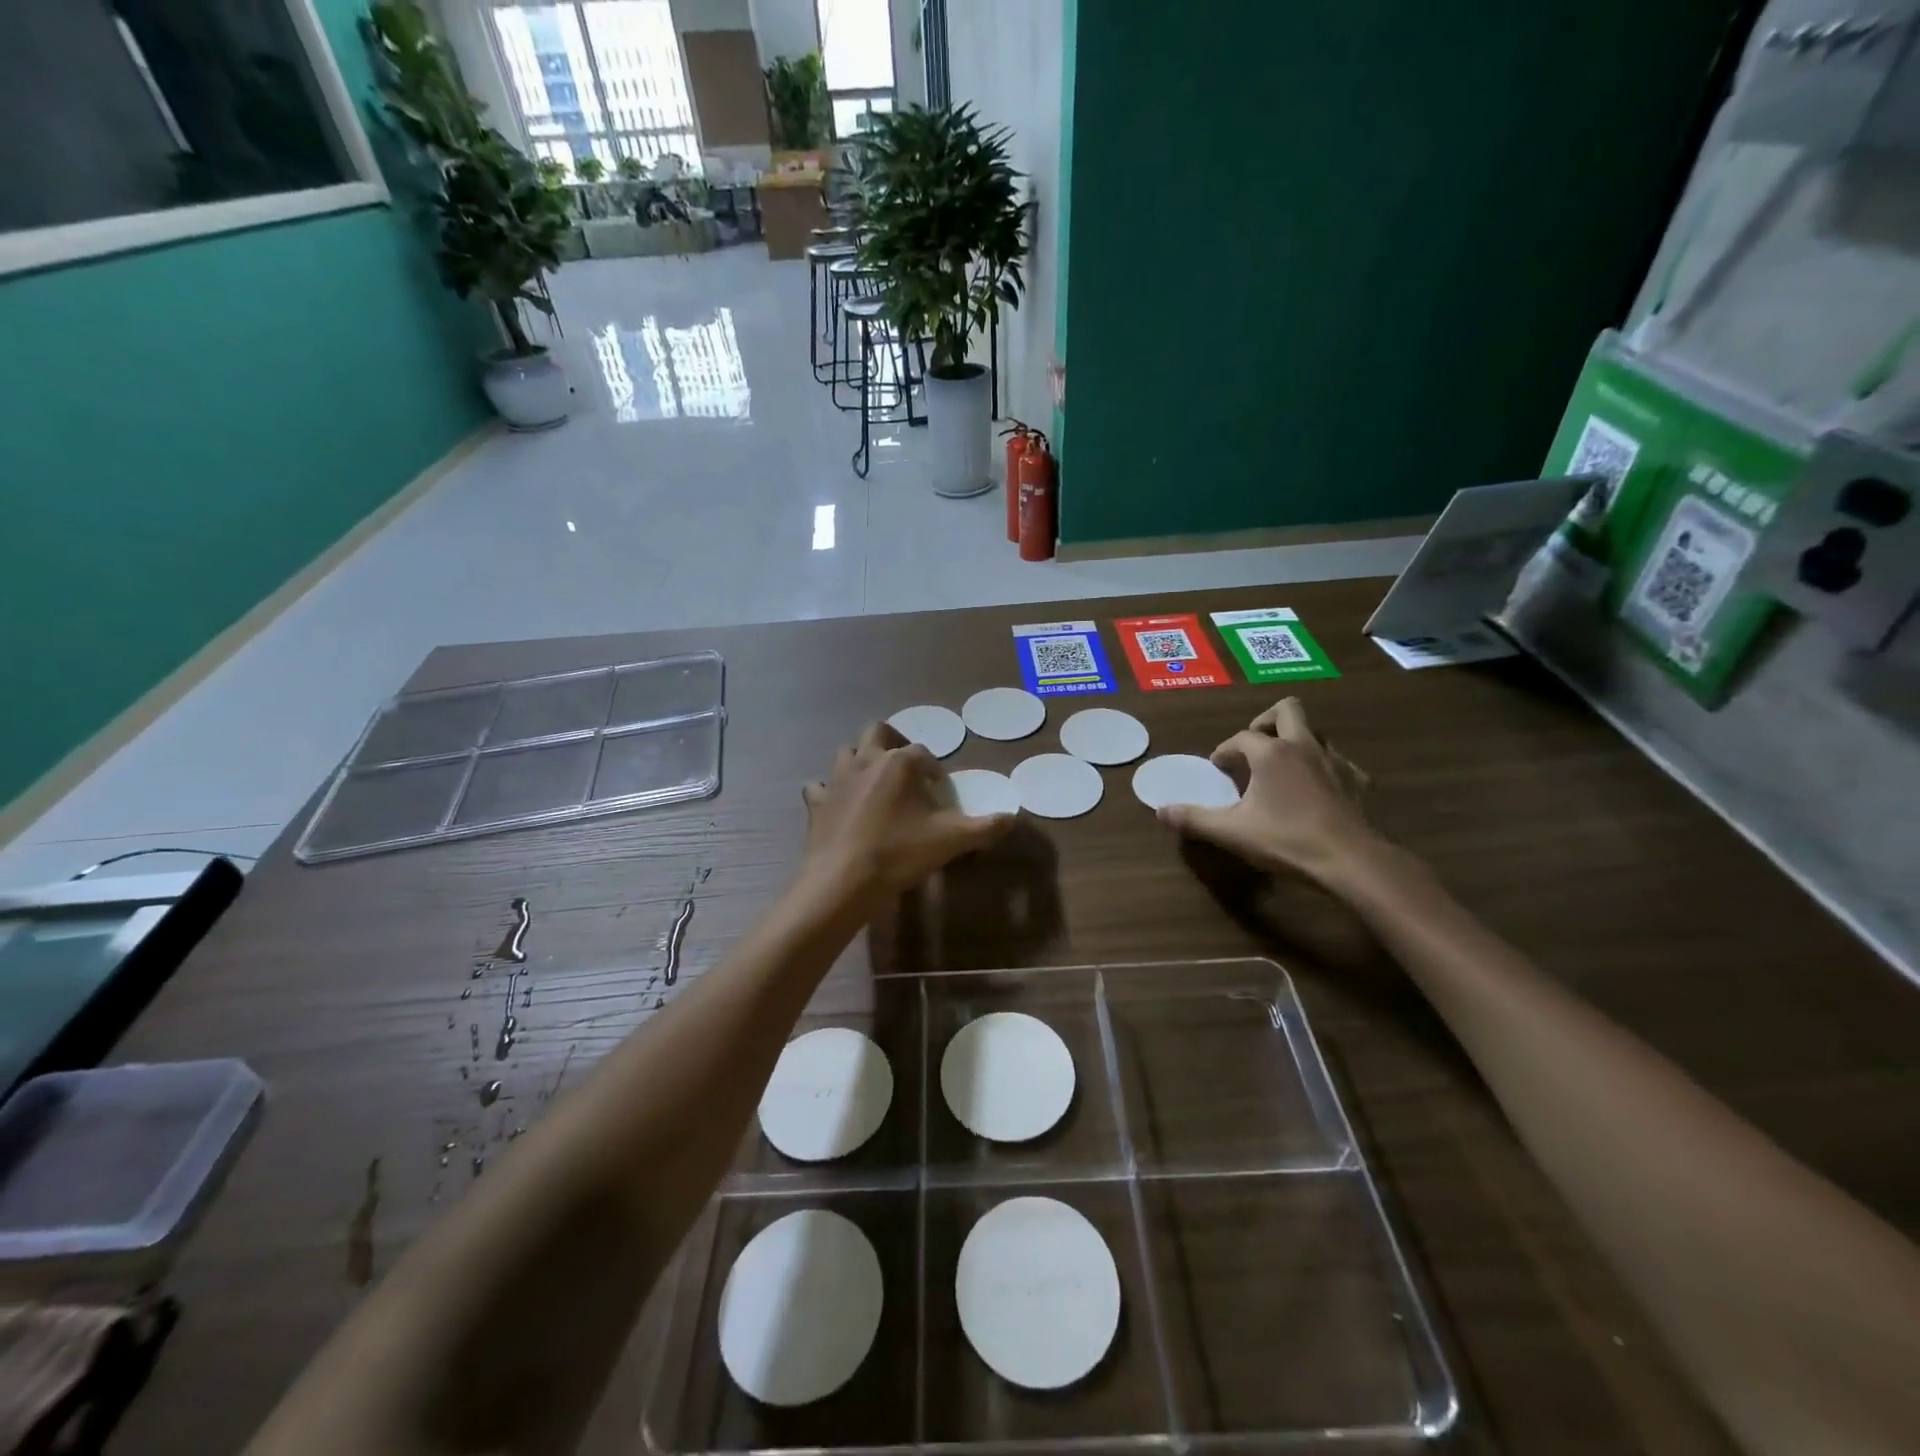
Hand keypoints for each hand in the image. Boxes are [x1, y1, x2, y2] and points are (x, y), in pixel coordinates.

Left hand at [801, 722, 1015, 908]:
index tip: (940, 791)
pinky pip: (819, 786)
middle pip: (878, 731)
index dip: (935, 770)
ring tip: (874, 783)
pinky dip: (828, 791)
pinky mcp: (816, 802)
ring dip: (860, 760)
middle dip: (893, 741)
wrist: (843, 881)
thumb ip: (985, 827)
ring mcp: (836, 779)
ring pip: (846, 752)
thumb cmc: (899, 853)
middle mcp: (866, 760)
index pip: (924, 753)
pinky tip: (838, 805)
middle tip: (905, 766)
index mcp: (899, 762)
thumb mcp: (951, 840)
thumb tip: (1013, 819)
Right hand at [1158, 699, 1382, 887]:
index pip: (1241, 737)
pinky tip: (1317, 788)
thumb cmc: (1286, 839)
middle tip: (1254, 744)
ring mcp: (1335, 761)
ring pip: (1314, 733)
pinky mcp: (1357, 781)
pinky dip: (1324, 767)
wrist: (1349, 860)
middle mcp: (1303, 746)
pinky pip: (1338, 761)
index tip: (1217, 766)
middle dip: (1267, 720)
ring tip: (1281, 766)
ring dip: (1296, 740)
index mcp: (1271, 753)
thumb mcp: (1231, 832)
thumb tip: (1161, 811)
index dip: (1226, 749)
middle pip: (1288, 709)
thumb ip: (1194, 819)